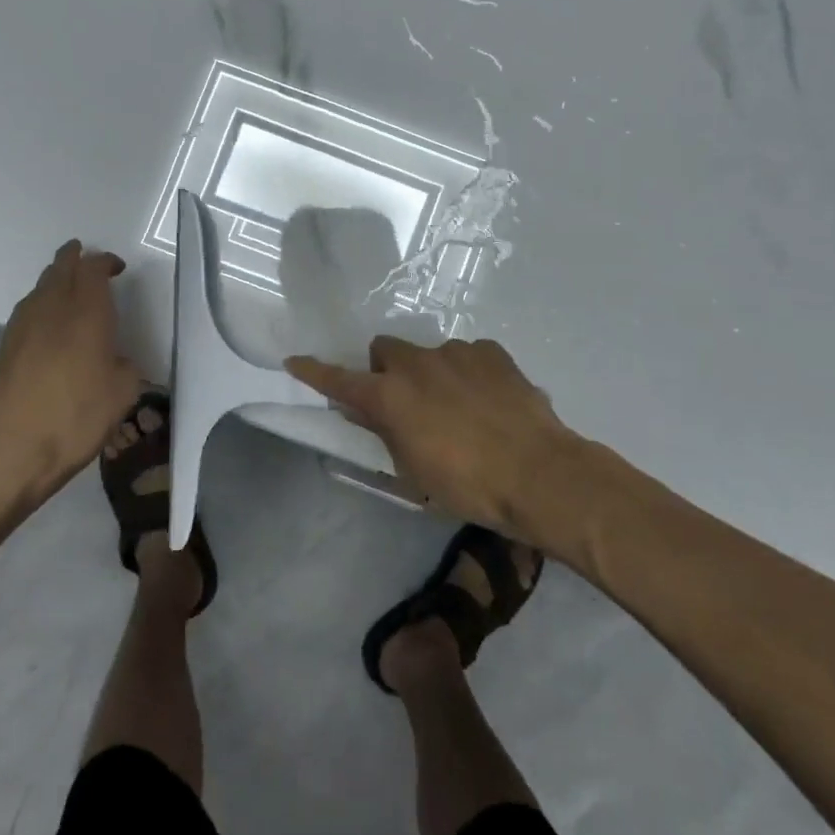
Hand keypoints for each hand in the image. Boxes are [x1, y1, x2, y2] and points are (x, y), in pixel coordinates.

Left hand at [0, 241, 142, 501]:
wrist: (9, 452)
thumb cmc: (75, 420)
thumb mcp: (122, 395)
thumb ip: (125, 367)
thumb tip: (116, 361)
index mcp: (86, 315)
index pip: (92, 270)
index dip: (104, 262)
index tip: (116, 268)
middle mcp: (52, 310)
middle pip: (60, 269)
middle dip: (73, 258)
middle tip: (84, 256)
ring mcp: (21, 328)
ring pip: (39, 288)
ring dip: (54, 279)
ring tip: (66, 285)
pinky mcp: (3, 349)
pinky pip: (26, 312)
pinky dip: (39, 306)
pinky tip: (45, 322)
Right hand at [285, 337, 586, 538]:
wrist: (539, 474)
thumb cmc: (468, 485)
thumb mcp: (414, 472)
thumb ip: (385, 434)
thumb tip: (366, 414)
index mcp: (390, 397)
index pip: (340, 380)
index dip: (315, 372)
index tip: (295, 361)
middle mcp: (417, 364)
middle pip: (385, 349)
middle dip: (386, 369)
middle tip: (404, 401)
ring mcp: (456, 352)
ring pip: (429, 353)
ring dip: (431, 374)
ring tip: (459, 408)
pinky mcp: (490, 351)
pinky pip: (467, 355)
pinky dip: (467, 373)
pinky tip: (489, 401)